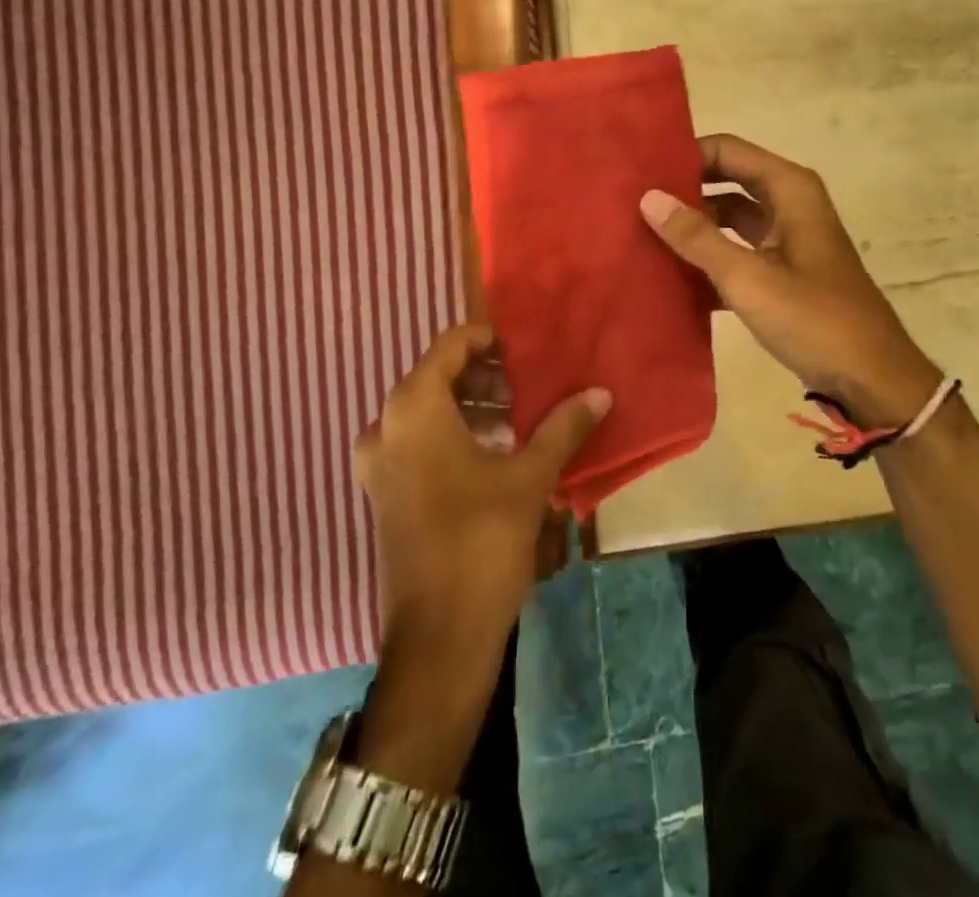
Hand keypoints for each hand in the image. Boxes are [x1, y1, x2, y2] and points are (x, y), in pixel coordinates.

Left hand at [356, 325, 609, 654]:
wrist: (437, 638)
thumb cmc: (481, 542)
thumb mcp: (530, 478)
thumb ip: (563, 427)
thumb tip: (600, 392)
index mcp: (414, 409)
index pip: (450, 346)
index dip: (487, 339)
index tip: (523, 347)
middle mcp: (385, 426)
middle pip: (437, 377)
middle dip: (484, 376)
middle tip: (527, 386)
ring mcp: (379, 463)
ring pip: (427, 411)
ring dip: (471, 406)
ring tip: (518, 418)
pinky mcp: (384, 493)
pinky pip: (418, 441)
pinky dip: (453, 434)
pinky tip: (495, 454)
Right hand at [640, 134, 939, 428]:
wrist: (872, 381)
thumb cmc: (815, 320)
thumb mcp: (749, 278)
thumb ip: (697, 237)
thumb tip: (648, 197)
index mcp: (789, 190)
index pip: (727, 150)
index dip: (685, 156)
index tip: (640, 172)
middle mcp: (788, 205)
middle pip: (726, 181)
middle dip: (683, 190)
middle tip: (631, 202)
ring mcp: (785, 240)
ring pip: (728, 219)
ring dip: (692, 227)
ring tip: (639, 234)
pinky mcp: (781, 273)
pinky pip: (736, 253)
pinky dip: (708, 260)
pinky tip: (669, 276)